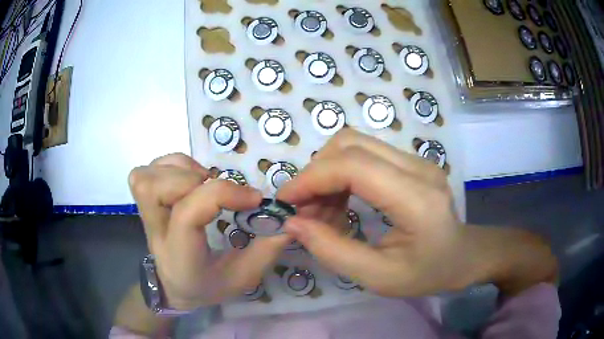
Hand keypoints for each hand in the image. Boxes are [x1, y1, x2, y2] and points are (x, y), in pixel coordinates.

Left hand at [129, 154, 291, 309]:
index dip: (222, 195)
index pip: (187, 215)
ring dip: (180, 170)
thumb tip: (286, 222)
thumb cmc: (206, 284)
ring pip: (147, 176)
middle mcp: (155, 231)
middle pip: (155, 189)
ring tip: (202, 184)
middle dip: (192, 180)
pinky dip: (171, 166)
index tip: (254, 199)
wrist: (172, 286)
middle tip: (217, 192)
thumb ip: (265, 252)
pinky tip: (188, 179)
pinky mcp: (143, 201)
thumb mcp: (242, 278)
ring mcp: (144, 213)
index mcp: (180, 256)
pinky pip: (149, 169)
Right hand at [278, 129, 465, 296]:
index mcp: (416, 199)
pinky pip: (364, 154)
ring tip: (321, 211)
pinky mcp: (410, 162)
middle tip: (304, 210)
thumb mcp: (378, 277)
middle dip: (316, 172)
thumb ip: (333, 251)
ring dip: (327, 172)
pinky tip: (340, 203)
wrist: (462, 256)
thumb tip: (293, 224)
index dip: (312, 178)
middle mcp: (417, 167)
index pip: (354, 165)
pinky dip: (341, 175)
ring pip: (354, 143)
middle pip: (350, 143)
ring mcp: (415, 159)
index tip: (286, 202)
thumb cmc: (426, 273)